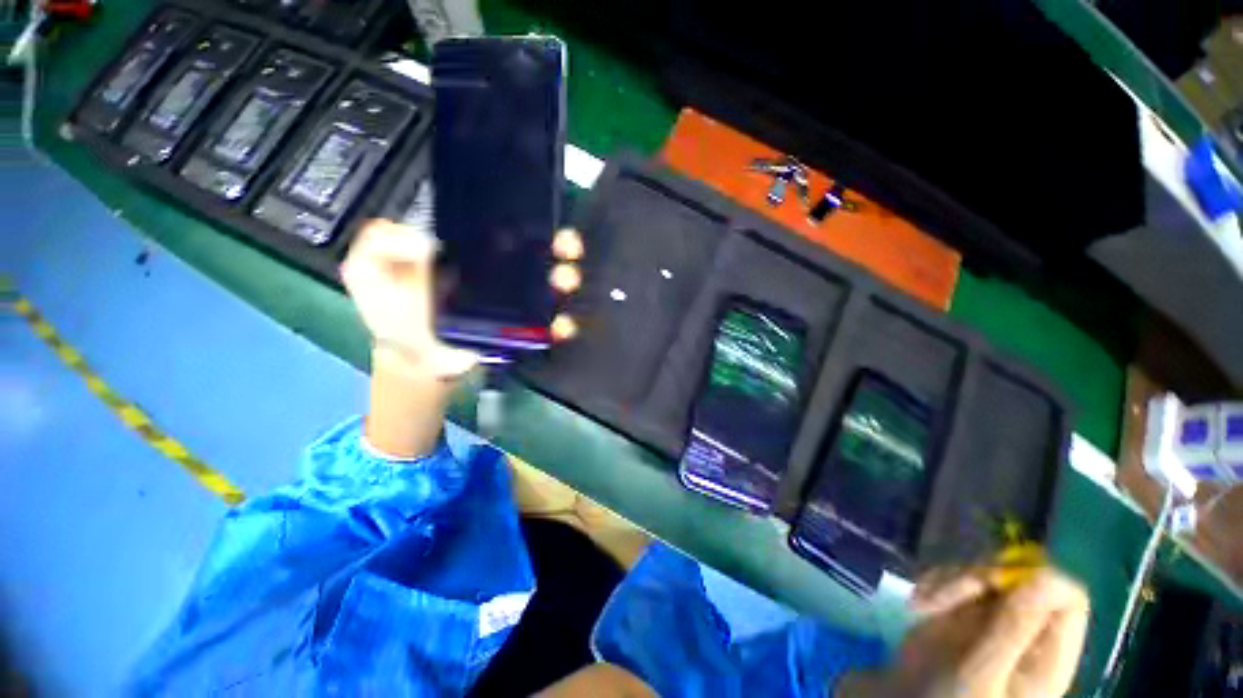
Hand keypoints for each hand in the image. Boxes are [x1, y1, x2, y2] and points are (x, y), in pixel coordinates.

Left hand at [343, 216, 584, 458]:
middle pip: (541, 253)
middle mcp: (502, 273)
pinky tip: (561, 325)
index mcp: (473, 253)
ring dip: (566, 278)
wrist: (415, 360)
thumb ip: (380, 242)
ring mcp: (516, 303)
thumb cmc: (395, 314)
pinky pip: (550, 324)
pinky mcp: (523, 331)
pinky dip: (563, 323)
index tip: (540, 217)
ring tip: (564, 281)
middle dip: (561, 245)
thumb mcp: (368, 270)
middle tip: (565, 247)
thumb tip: (425, 239)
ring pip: (552, 285)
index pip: (507, 228)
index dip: (528, 219)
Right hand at [842, 567, 1089, 697]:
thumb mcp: (981, 672)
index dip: (1036, 579)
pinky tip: (917, 603)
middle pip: (1021, 577)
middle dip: (979, 576)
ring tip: (921, 604)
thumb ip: (1014, 629)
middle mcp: (1025, 631)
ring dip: (949, 580)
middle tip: (948, 593)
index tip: (991, 583)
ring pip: (984, 572)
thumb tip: (1043, 576)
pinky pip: (953, 578)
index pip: (1068, 598)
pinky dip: (932, 583)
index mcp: (1047, 654)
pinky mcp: (960, 611)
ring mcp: (991, 620)